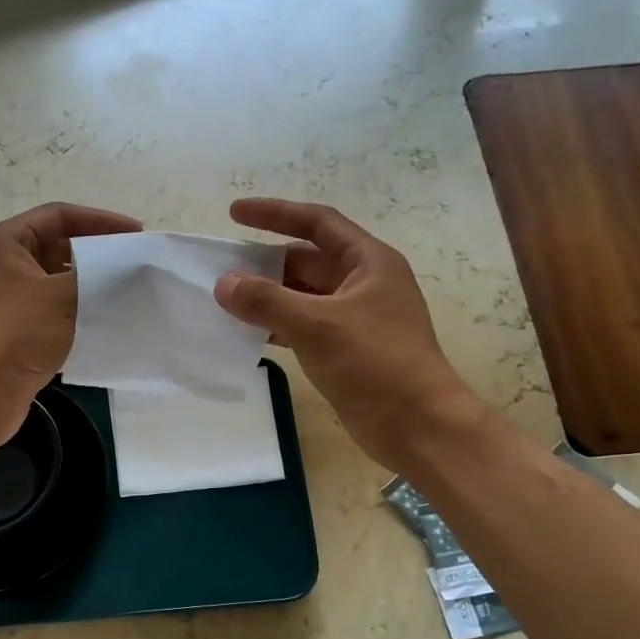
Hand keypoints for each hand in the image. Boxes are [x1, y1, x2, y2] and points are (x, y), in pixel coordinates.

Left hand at [0, 202, 141, 447]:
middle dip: (97, 253)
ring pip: (58, 280)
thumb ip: (99, 274)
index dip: (100, 220)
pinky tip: (108, 320)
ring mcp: (7, 299)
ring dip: (91, 284)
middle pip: (58, 245)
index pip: (58, 215)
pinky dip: (80, 310)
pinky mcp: (16, 330)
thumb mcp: (61, 296)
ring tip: (130, 290)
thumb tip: (131, 264)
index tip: (138, 234)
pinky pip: (54, 309)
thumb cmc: (14, 335)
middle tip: (136, 263)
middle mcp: (2, 265)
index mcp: (3, 243)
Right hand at [214, 198, 487, 471]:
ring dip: (268, 297)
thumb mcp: (318, 325)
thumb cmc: (376, 363)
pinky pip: (303, 326)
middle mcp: (362, 283)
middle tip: (221, 268)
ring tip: (225, 300)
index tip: (234, 213)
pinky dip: (276, 326)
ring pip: (302, 296)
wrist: (418, 425)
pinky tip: (247, 333)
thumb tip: (223, 284)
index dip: (275, 213)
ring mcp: (354, 318)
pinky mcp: (345, 349)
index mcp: (368, 262)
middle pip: (306, 260)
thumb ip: (267, 301)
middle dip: (265, 263)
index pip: (317, 223)